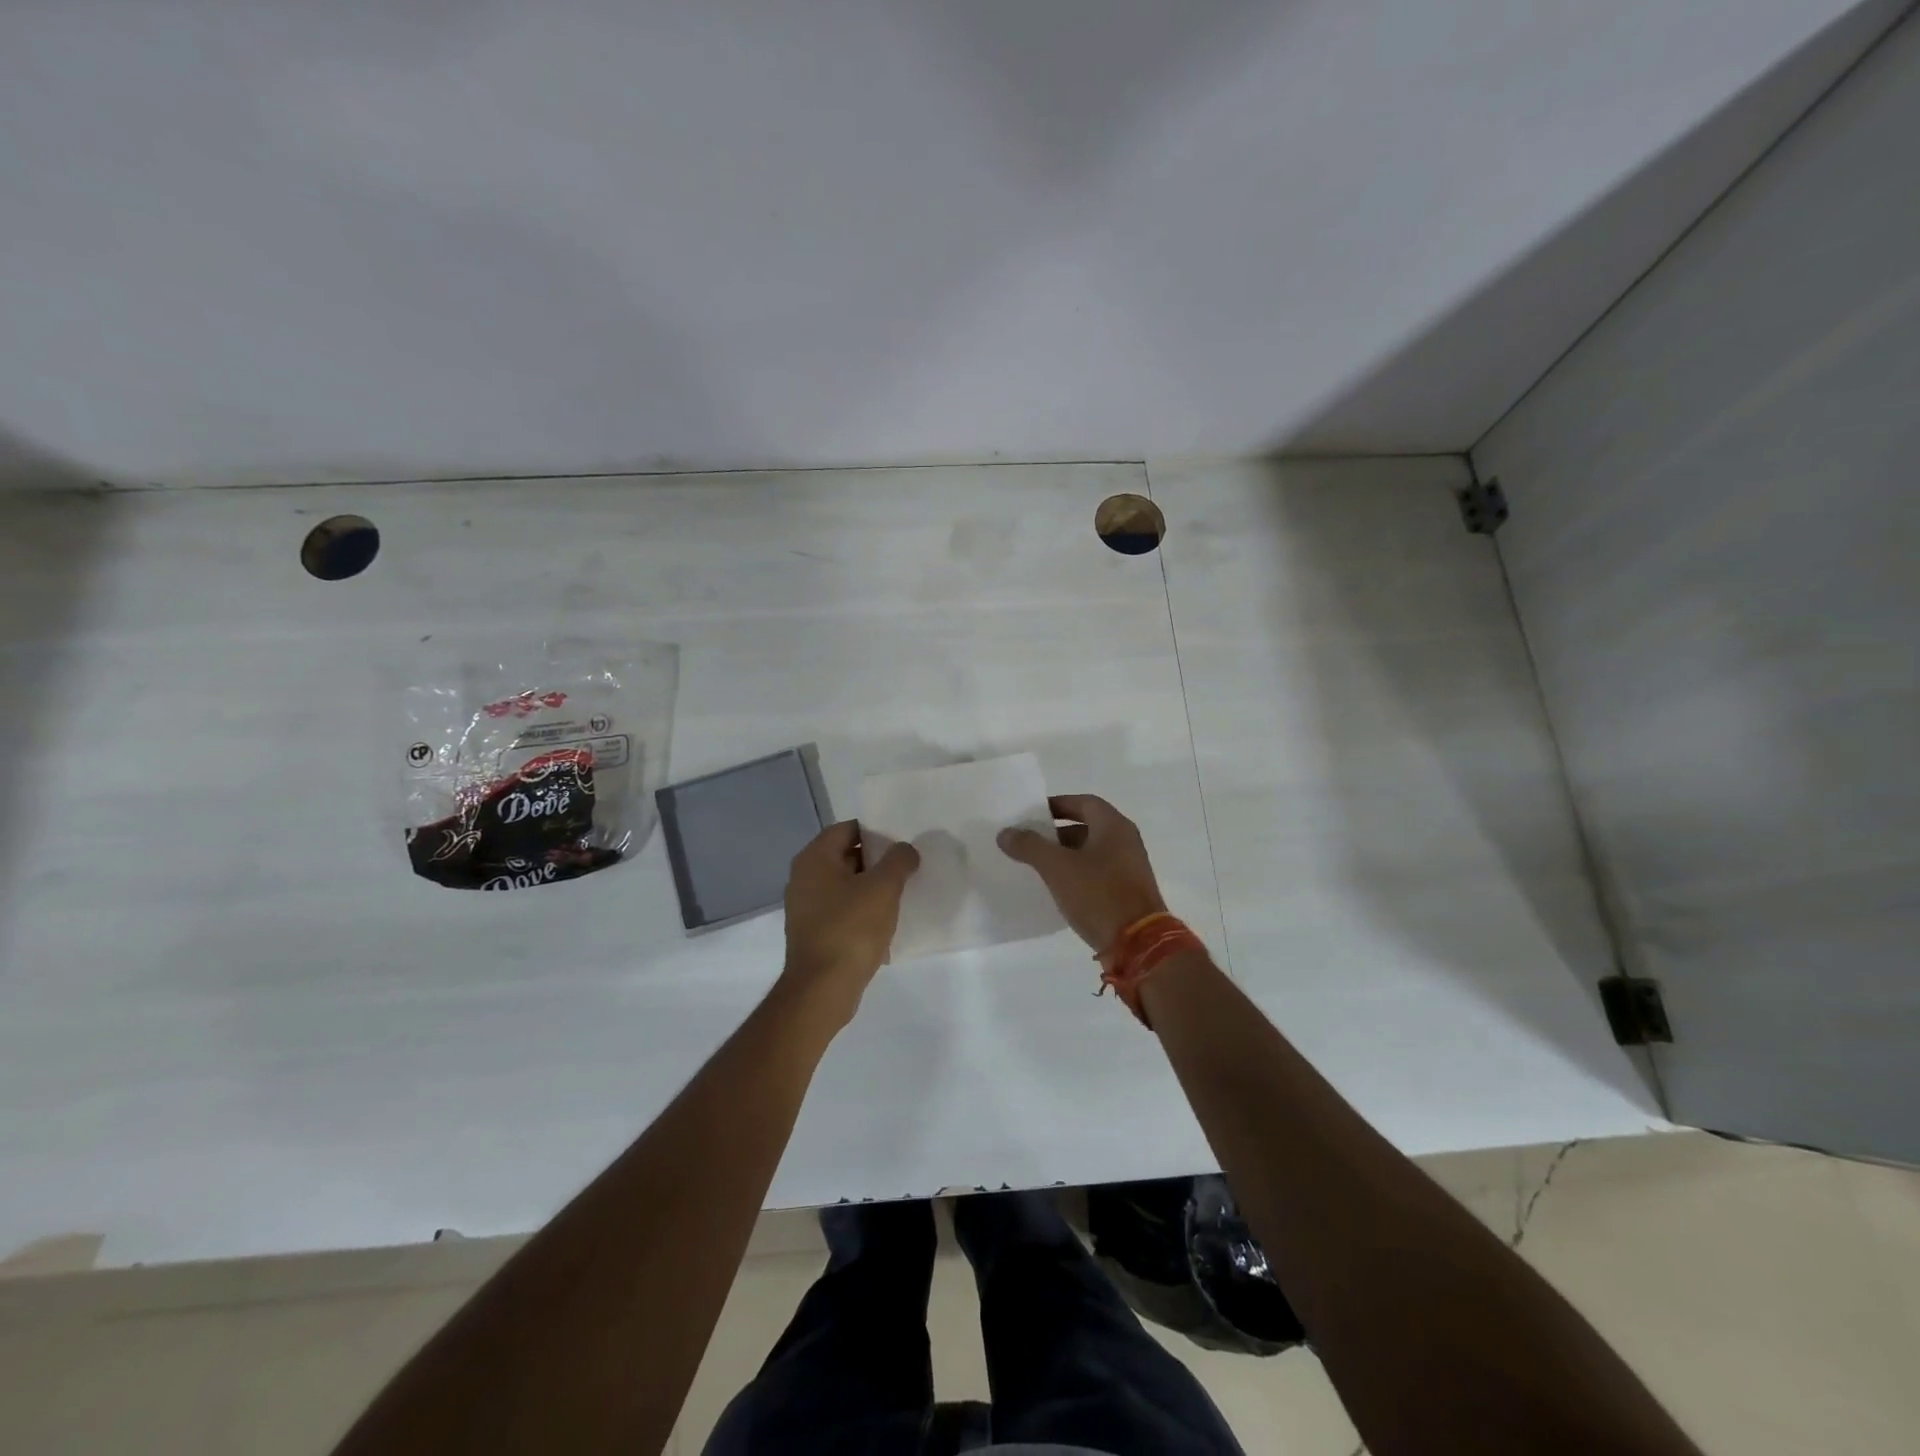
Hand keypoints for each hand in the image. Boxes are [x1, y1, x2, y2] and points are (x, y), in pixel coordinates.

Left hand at [781, 820, 920, 1021]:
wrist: (823, 989)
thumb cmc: (851, 929)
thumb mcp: (883, 888)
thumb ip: (898, 860)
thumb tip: (905, 850)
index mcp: (814, 859)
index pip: (847, 829)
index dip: (876, 831)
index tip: (901, 842)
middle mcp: (804, 878)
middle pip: (845, 856)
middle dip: (876, 860)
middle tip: (906, 867)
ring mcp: (805, 907)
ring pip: (844, 885)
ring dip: (870, 888)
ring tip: (900, 894)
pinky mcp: (813, 933)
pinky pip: (841, 911)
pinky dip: (861, 911)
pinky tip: (884, 923)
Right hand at [998, 794, 1167, 952]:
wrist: (1138, 944)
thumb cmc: (1098, 894)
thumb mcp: (1057, 867)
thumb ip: (1030, 846)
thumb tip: (1006, 833)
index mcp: (1113, 826)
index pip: (1083, 802)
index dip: (1057, 805)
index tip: (1032, 815)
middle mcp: (1125, 841)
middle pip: (1087, 826)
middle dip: (1056, 833)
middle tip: (1029, 841)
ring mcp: (1129, 867)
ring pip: (1091, 852)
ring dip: (1065, 855)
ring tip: (1036, 865)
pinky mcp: (1127, 891)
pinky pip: (1097, 873)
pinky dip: (1077, 874)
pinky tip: (1057, 888)